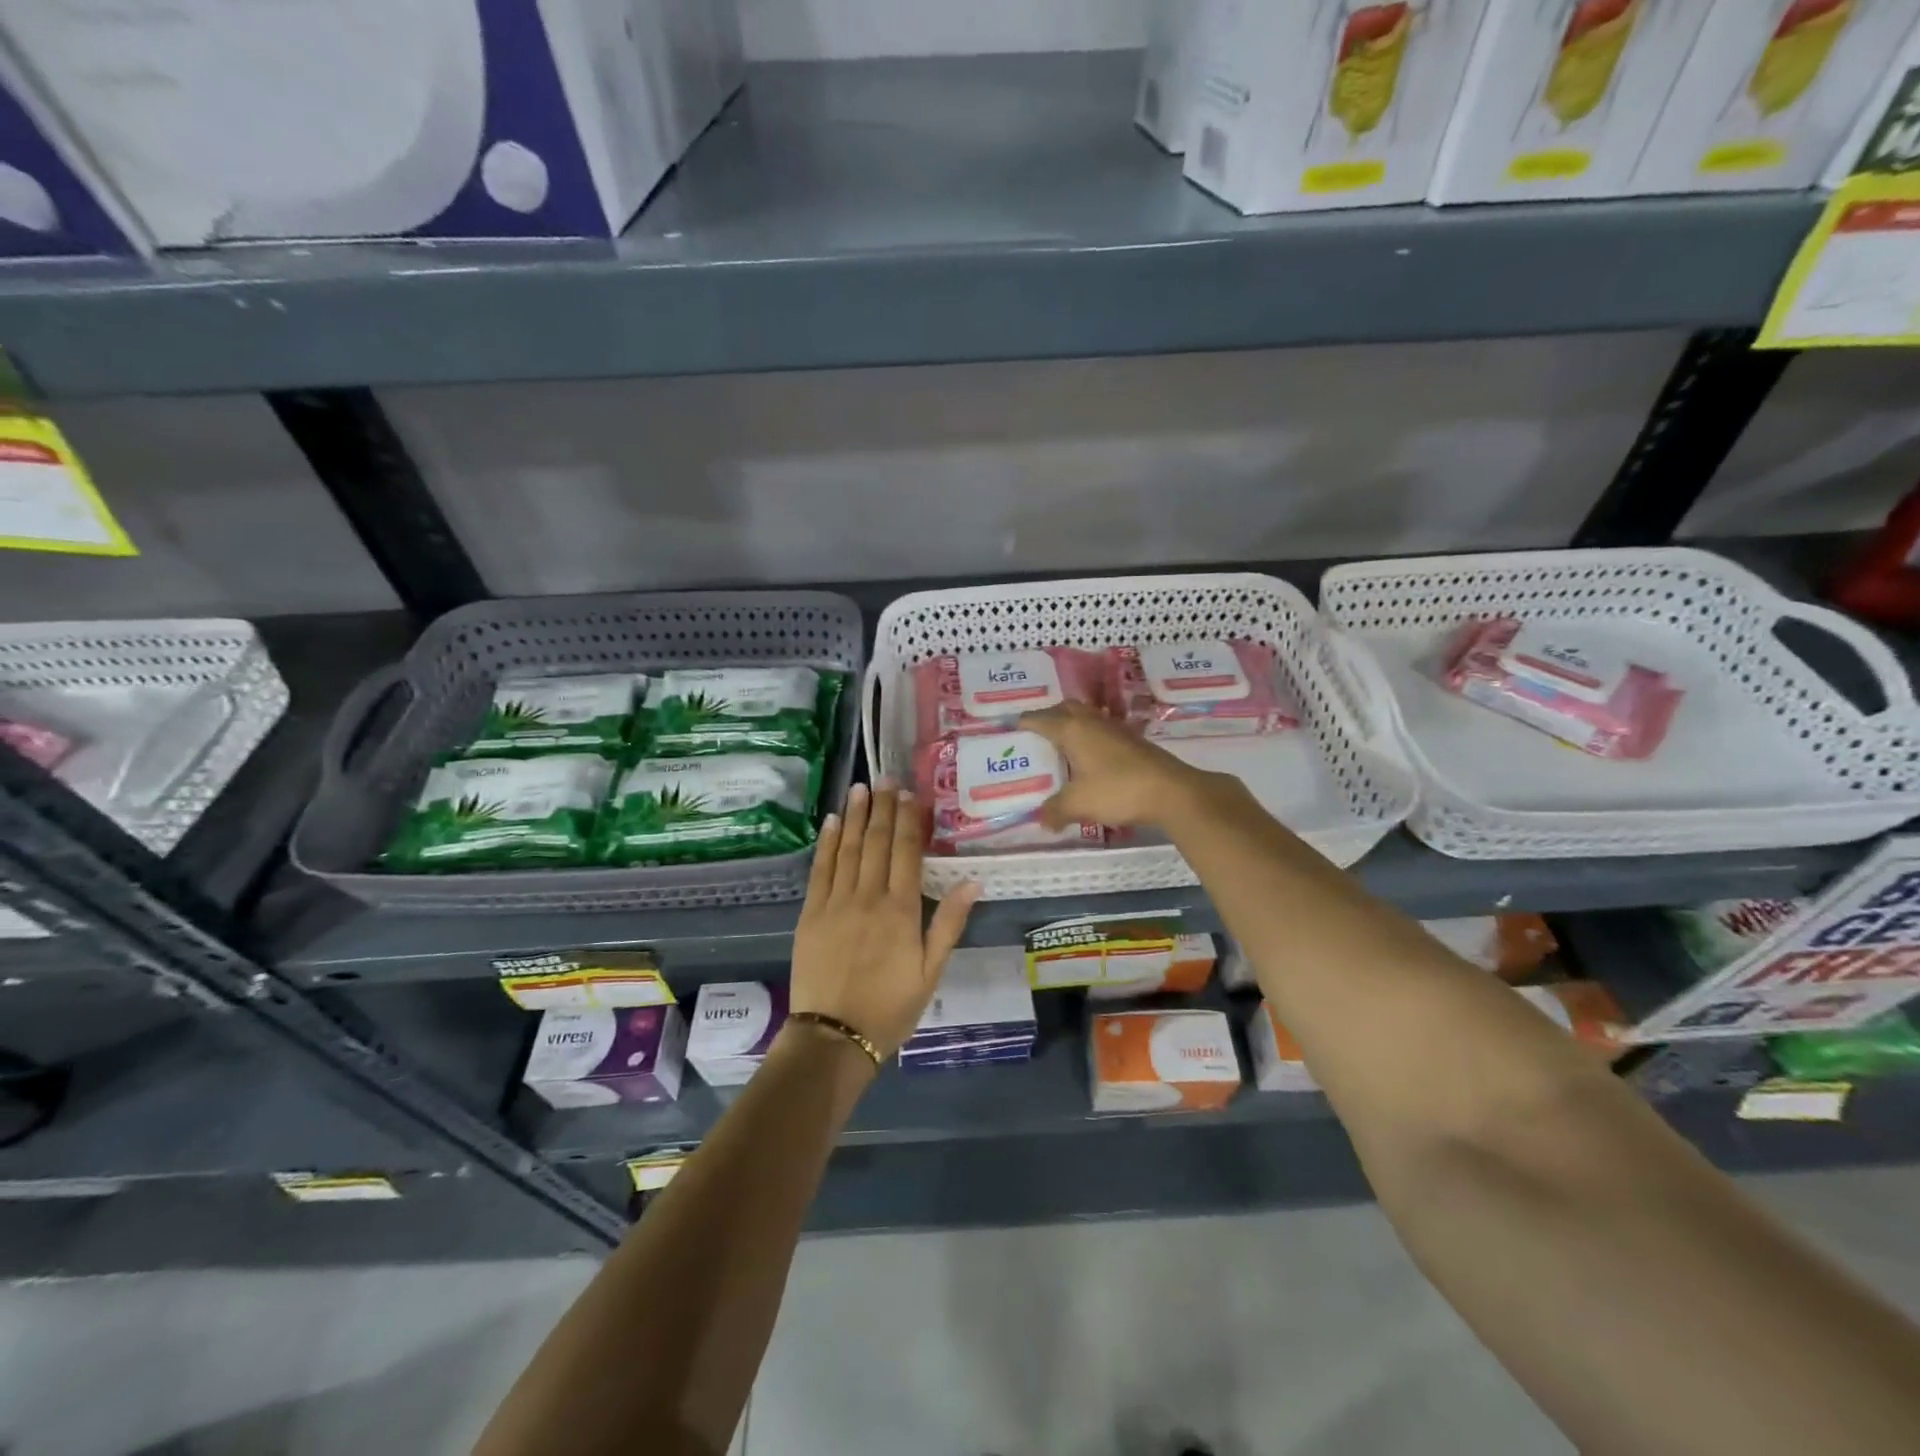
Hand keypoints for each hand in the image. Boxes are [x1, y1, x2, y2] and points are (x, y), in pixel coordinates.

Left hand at [789, 784, 978, 1060]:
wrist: (835, 1035)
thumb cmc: (891, 1007)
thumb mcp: (931, 971)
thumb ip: (949, 923)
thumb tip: (972, 880)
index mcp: (901, 910)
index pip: (906, 852)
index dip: (908, 820)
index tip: (910, 794)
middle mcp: (868, 897)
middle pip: (877, 843)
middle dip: (883, 808)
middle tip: (886, 778)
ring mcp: (836, 902)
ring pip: (848, 849)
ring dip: (856, 816)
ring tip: (861, 788)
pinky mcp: (811, 913)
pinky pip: (820, 869)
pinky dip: (827, 843)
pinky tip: (833, 822)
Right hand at [1021, 701, 1217, 829]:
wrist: (1171, 791)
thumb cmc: (1118, 790)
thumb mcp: (1078, 804)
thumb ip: (1055, 810)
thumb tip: (1043, 820)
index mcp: (1072, 729)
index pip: (1038, 719)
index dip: (1022, 724)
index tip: (1010, 733)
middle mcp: (1092, 721)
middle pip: (1064, 709)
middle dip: (1048, 719)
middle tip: (1036, 739)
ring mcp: (1115, 728)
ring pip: (1086, 718)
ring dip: (1071, 727)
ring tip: (1061, 749)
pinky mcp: (1132, 741)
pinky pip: (1101, 731)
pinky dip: (1089, 739)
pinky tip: (1089, 760)